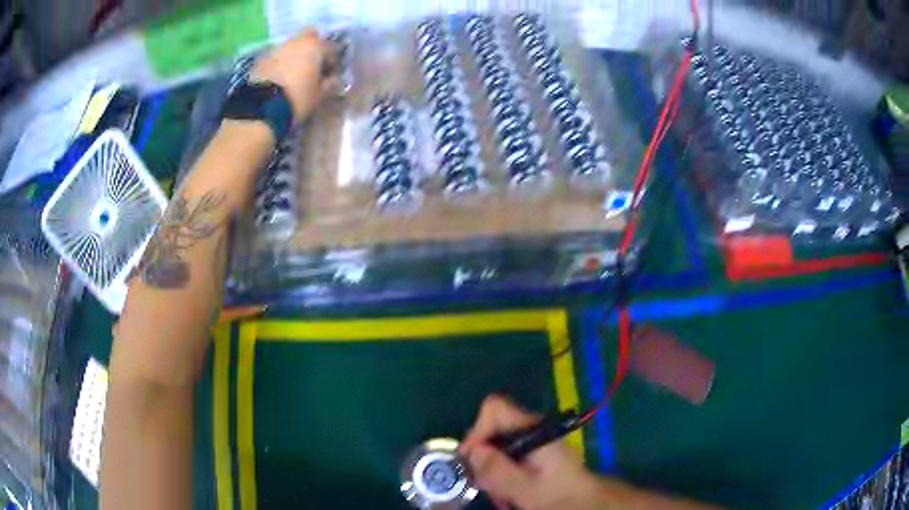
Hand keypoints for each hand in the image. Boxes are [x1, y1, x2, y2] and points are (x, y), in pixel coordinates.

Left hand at [250, 29, 339, 121]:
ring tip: (293, 74)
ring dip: (294, 55)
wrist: (261, 108)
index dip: (332, 63)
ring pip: (291, 46)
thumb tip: (333, 80)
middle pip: (309, 36)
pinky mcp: (260, 60)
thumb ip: (329, 85)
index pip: (331, 49)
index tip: (330, 76)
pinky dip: (280, 64)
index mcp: (315, 46)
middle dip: (313, 47)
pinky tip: (279, 79)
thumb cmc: (297, 98)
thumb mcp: (319, 96)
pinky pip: (276, 58)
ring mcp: (276, 49)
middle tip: (312, 64)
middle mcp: (296, 41)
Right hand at [460, 395, 603, 509]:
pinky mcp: (532, 456)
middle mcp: (531, 431)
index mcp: (533, 430)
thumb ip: (500, 471)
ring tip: (500, 497)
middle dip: (482, 459)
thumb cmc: (562, 496)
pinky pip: (506, 460)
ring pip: (496, 449)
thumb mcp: (528, 489)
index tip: (471, 460)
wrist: (588, 503)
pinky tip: (507, 495)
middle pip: (491, 431)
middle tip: (485, 486)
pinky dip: (501, 477)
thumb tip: (472, 451)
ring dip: (491, 473)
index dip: (477, 430)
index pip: (494, 408)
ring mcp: (532, 443)